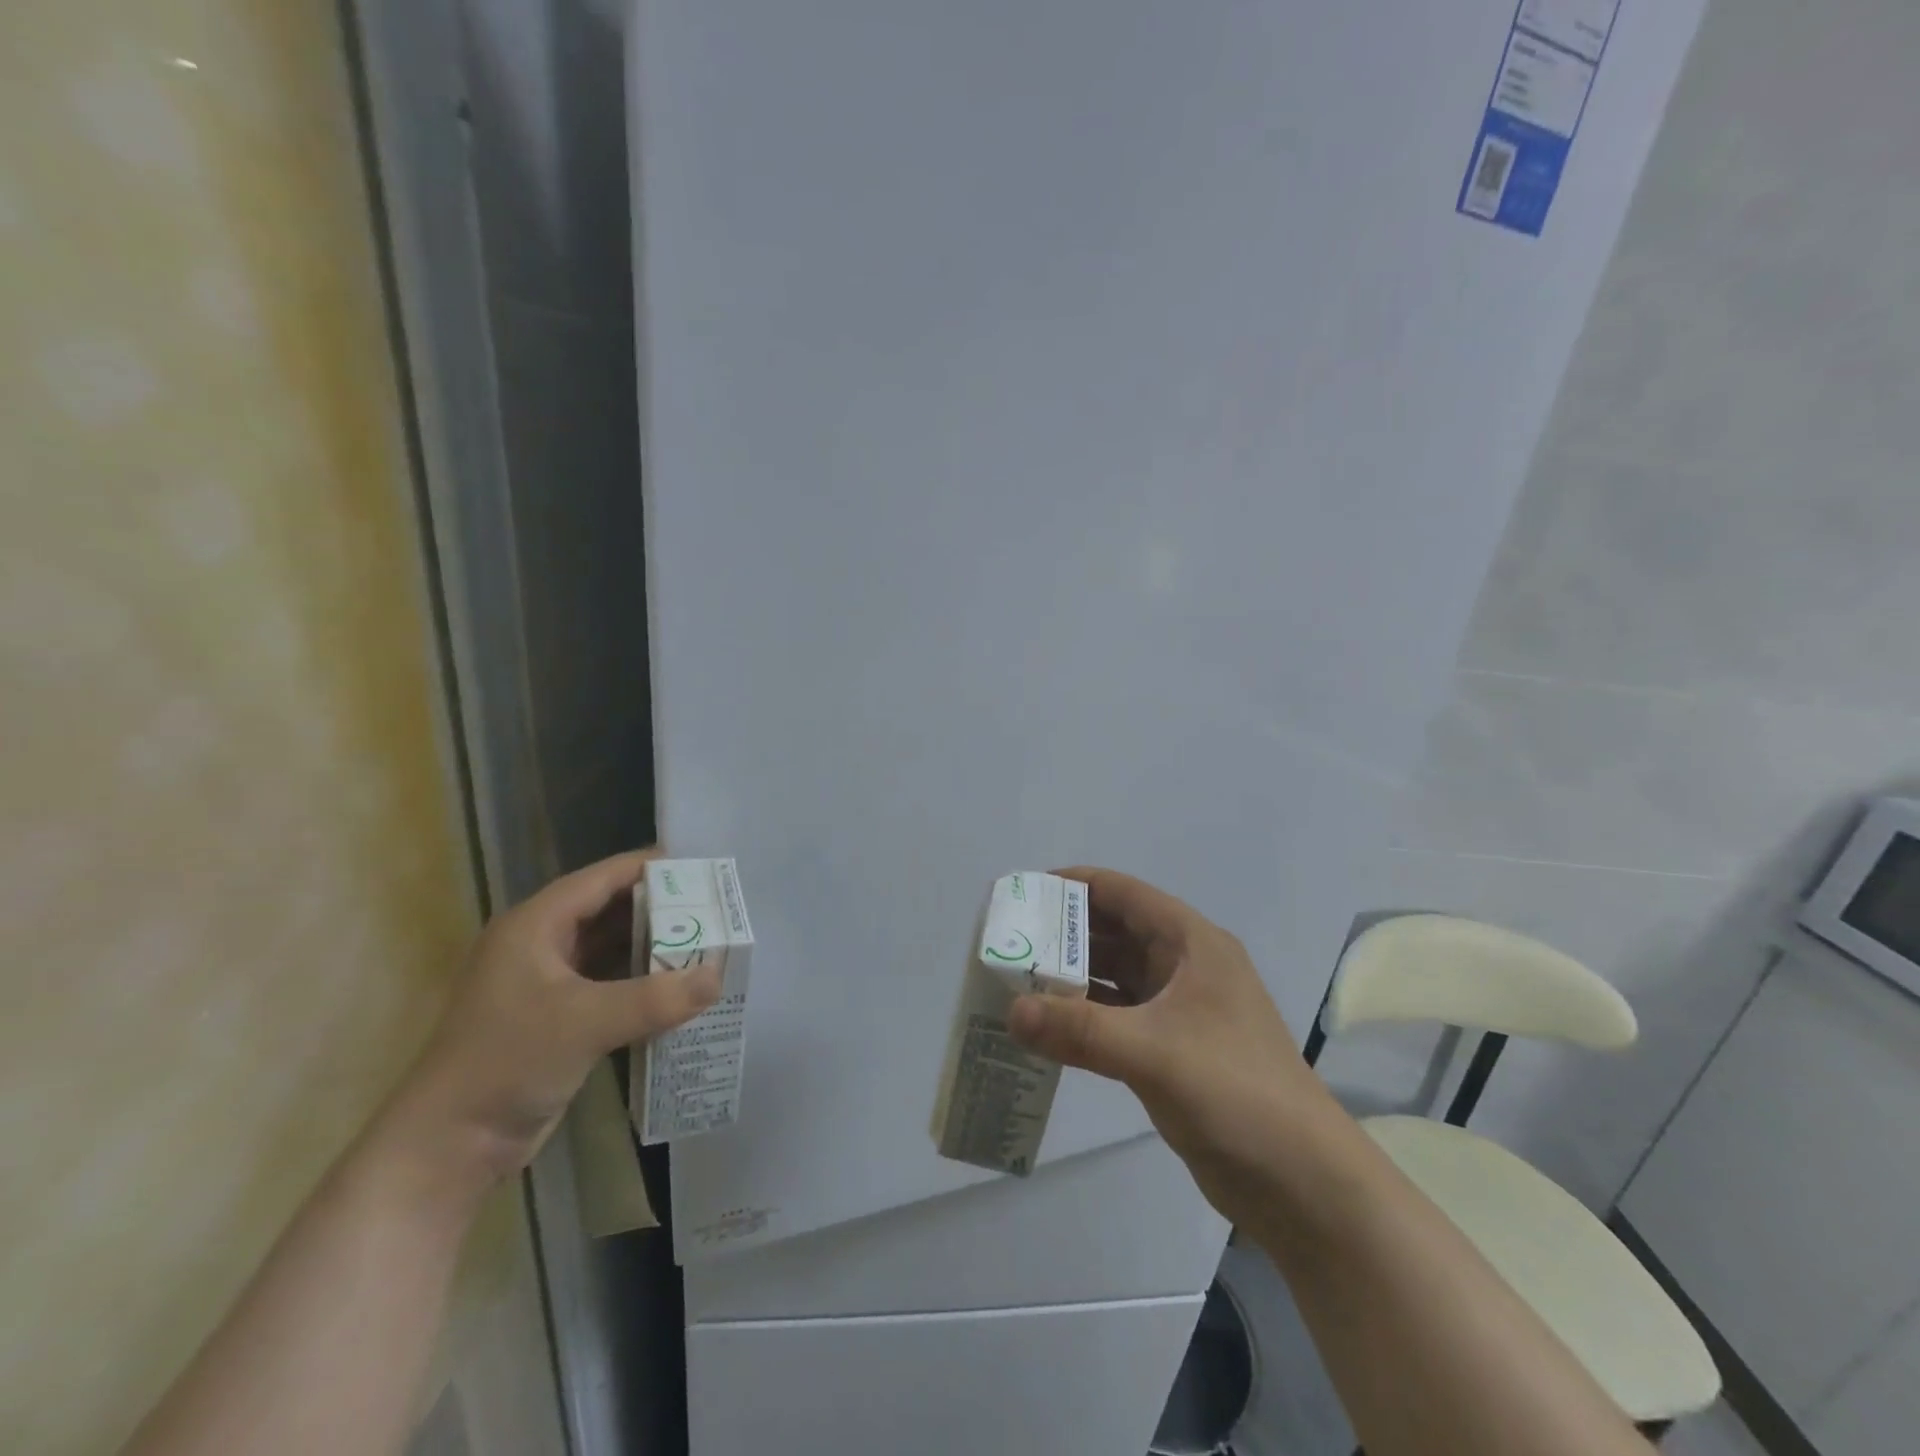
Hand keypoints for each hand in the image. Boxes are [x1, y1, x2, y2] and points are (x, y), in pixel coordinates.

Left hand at [385, 848, 719, 1194]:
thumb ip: (655, 998)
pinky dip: (643, 981)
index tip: (702, 867)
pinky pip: (610, 983)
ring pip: (612, 947)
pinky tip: (679, 986)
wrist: (448, 1146)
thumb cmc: (507, 1063)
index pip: (602, 878)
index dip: (651, 867)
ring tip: (707, 941)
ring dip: (655, 946)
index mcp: (536, 925)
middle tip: (714, 908)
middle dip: (662, 908)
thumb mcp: (584, 1023)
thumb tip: (718, 977)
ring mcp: (549, 982)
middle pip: (611, 910)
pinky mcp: (558, 1017)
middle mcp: (542, 944)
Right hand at [1007, 866, 1341, 1227]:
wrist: (1303, 1183)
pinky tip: (1045, 1028)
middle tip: (1007, 943)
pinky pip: (1116, 1017)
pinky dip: (1083, 1017)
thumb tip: (1011, 1013)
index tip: (1023, 894)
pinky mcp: (1172, 1049)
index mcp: (1191, 943)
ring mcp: (1179, 1009)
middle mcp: (1184, 966)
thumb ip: (1078, 1030)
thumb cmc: (1235, 1092)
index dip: (1072, 886)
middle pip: (1114, 932)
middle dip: (1062, 934)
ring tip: (1015, 982)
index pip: (1122, 893)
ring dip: (1069, 977)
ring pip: (1113, 976)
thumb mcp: (1153, 1052)